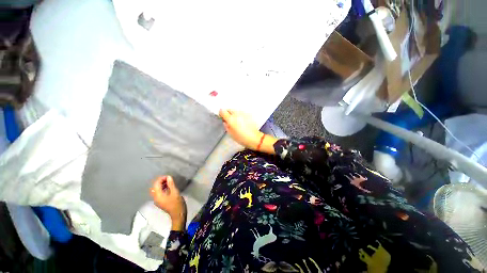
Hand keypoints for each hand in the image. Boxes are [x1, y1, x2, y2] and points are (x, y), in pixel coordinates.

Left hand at [150, 176, 186, 230]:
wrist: (178, 214)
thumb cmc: (177, 203)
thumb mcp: (175, 192)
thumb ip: (171, 184)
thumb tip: (168, 177)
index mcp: (158, 195)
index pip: (156, 184)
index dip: (161, 179)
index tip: (168, 176)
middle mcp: (155, 198)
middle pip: (154, 187)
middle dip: (160, 181)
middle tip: (168, 178)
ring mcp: (157, 200)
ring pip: (156, 190)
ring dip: (161, 185)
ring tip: (169, 182)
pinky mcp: (160, 202)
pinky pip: (158, 193)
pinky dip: (162, 188)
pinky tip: (168, 187)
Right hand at [219, 109, 262, 149]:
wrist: (254, 138)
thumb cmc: (242, 137)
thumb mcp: (230, 133)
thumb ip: (226, 126)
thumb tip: (225, 122)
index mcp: (231, 119)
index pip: (222, 111)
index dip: (221, 114)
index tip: (222, 117)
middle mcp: (237, 114)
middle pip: (229, 109)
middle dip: (228, 114)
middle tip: (229, 120)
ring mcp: (243, 113)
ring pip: (236, 110)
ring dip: (235, 114)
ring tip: (237, 122)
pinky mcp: (249, 114)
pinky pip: (242, 113)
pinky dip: (240, 115)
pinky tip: (242, 122)